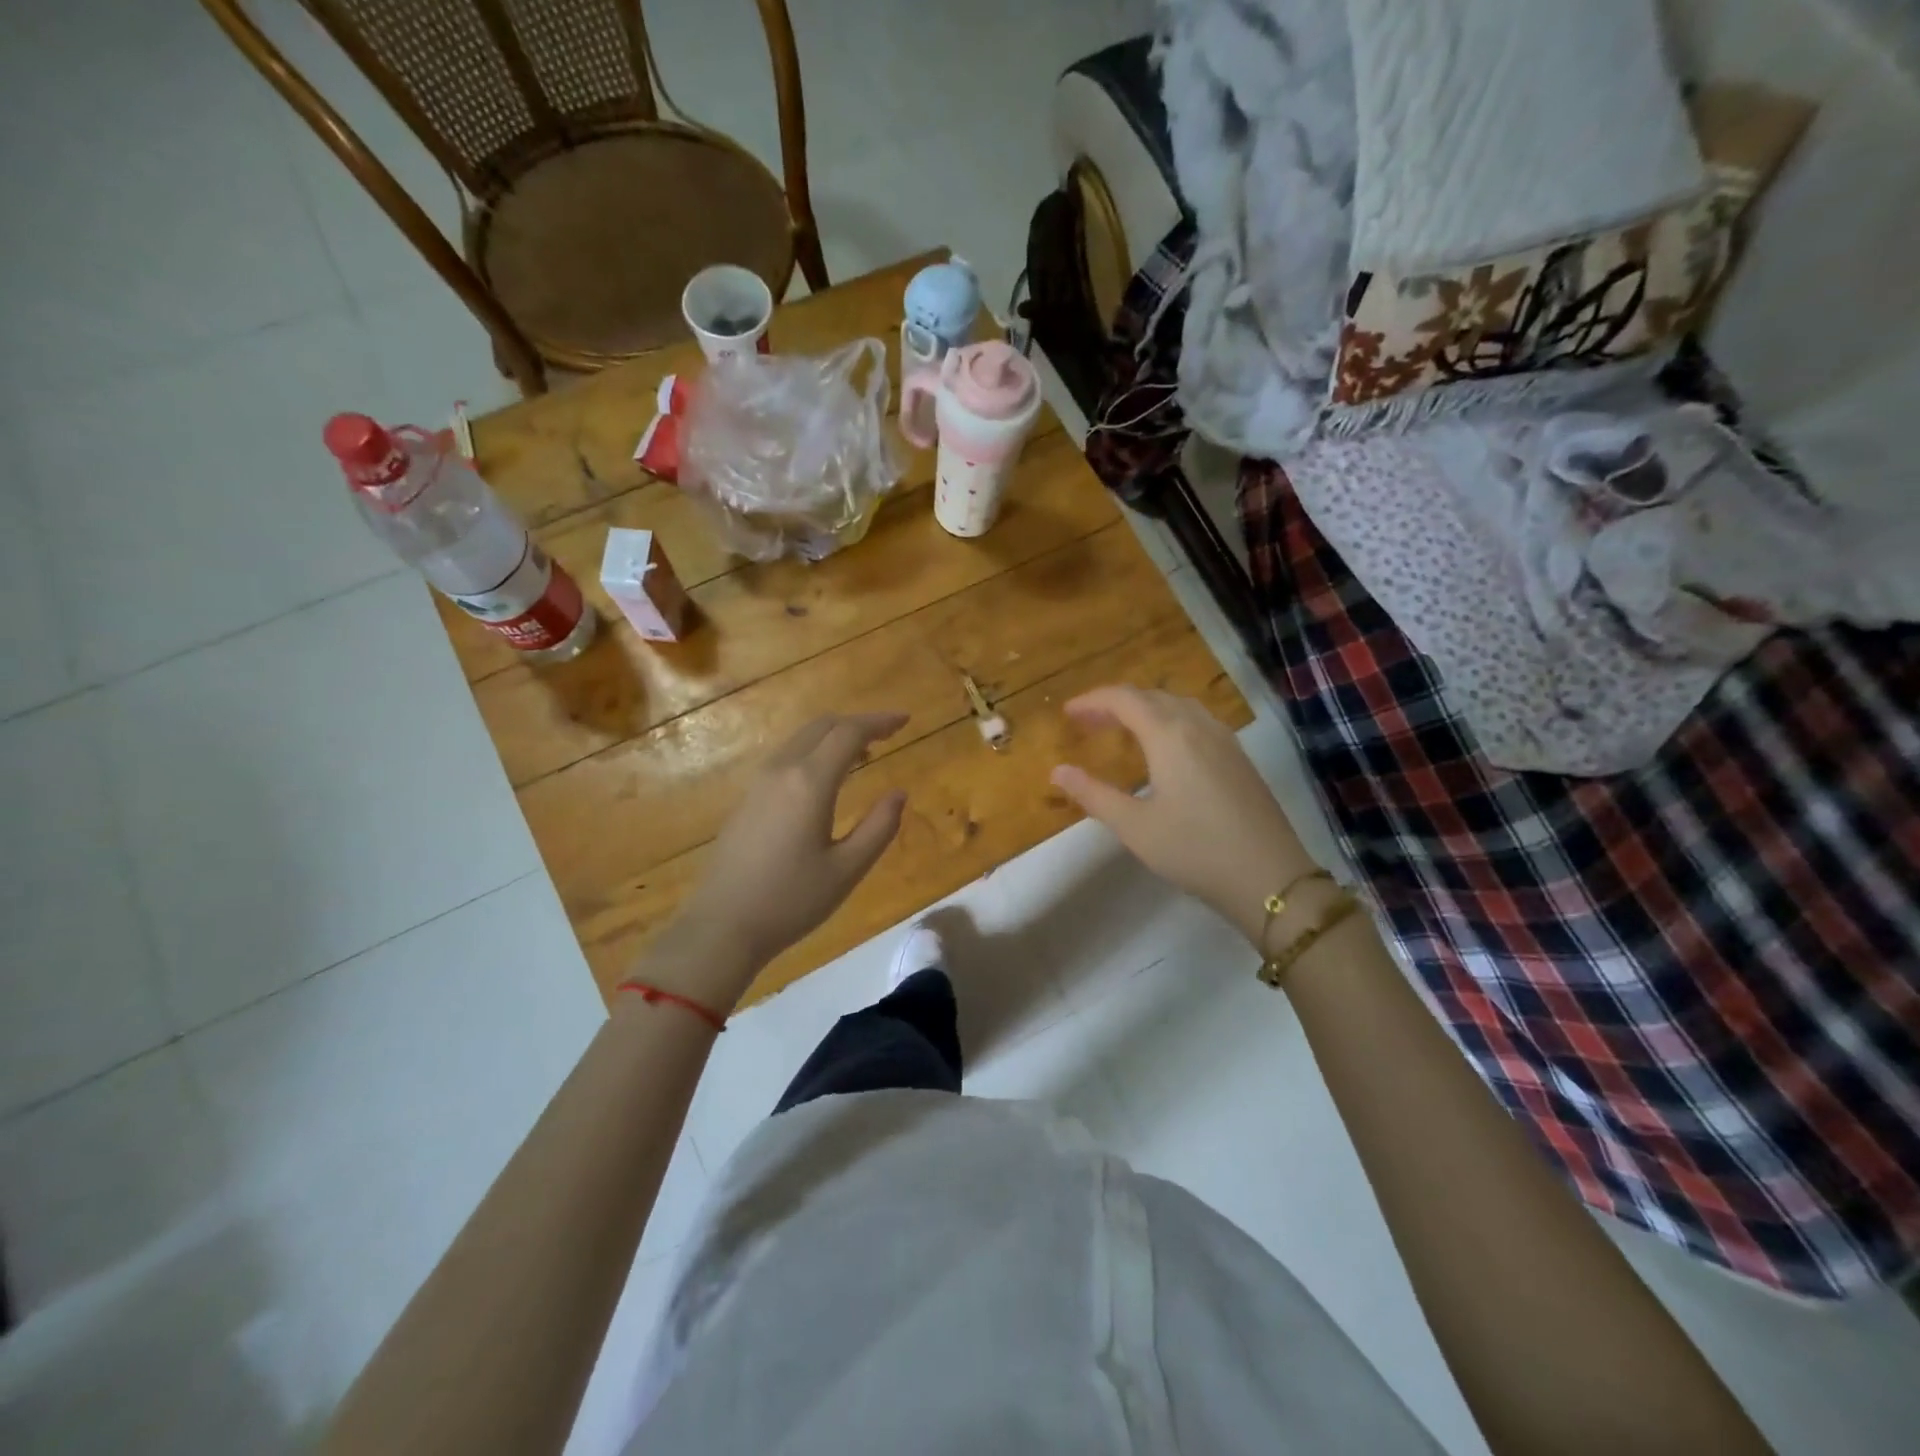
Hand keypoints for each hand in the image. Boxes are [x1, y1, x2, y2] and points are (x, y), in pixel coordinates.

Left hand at [654, 713, 908, 1006]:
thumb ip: (879, 827)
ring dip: (834, 736)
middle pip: (822, 726)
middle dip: (858, 723)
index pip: (849, 733)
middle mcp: (782, 771)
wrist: (721, 926)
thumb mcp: (847, 870)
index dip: (879, 721)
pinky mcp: (747, 798)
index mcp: (809, 783)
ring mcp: (759, 783)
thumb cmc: (791, 901)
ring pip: (801, 739)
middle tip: (889, 732)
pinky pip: (787, 756)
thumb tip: (899, 793)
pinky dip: (814, 751)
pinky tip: (827, 776)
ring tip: (864, 753)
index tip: (906, 719)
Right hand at [1051, 687, 1313, 946]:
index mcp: (1169, 735)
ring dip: (1145, 709)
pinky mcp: (1239, 757)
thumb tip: (1057, 771)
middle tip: (1087, 722)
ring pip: (1178, 705)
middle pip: (1151, 696)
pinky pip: (1197, 720)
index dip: (1092, 700)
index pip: (1124, 699)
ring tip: (1121, 730)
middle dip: (1115, 703)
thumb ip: (1093, 795)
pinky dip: (1169, 720)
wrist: (1270, 877)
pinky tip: (1164, 748)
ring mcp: (1224, 739)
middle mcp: (1198, 726)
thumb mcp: (1134, 827)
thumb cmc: (1194, 850)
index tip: (1067, 712)